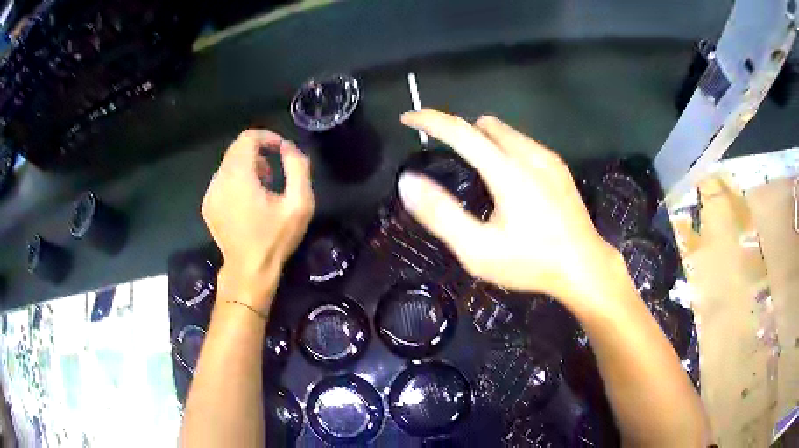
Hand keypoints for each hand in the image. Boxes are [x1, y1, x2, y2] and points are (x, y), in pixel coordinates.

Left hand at [202, 130, 314, 313]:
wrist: (248, 272)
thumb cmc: (275, 239)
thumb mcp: (299, 204)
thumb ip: (297, 167)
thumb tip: (288, 148)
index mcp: (239, 176)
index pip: (248, 138)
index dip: (267, 137)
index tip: (282, 151)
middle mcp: (219, 180)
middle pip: (237, 149)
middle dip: (258, 152)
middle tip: (274, 173)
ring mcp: (210, 193)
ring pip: (228, 164)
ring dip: (247, 166)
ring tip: (263, 188)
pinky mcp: (208, 205)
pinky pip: (222, 180)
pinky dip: (236, 180)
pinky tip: (247, 202)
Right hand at [398, 109, 618, 311]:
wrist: (585, 268)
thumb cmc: (531, 263)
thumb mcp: (478, 250)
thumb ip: (442, 215)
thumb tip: (409, 181)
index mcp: (507, 170)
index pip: (460, 131)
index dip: (430, 120)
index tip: (408, 117)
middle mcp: (529, 153)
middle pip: (483, 125)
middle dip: (459, 133)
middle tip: (449, 161)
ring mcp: (548, 158)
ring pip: (505, 132)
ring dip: (483, 141)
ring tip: (479, 177)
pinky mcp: (559, 167)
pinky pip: (523, 144)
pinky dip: (504, 150)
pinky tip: (510, 184)